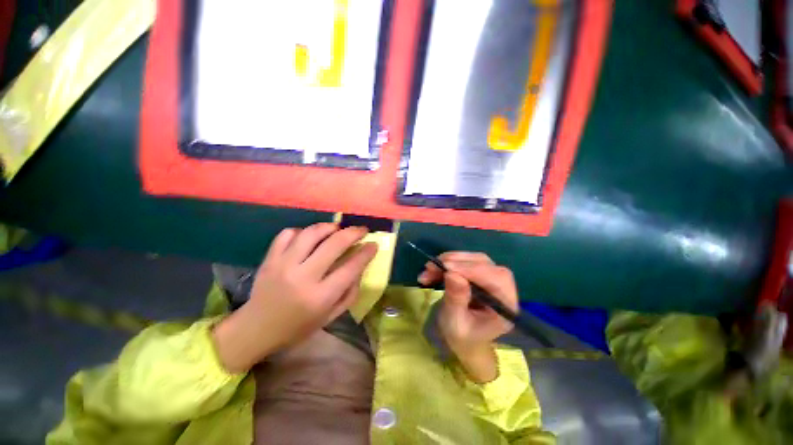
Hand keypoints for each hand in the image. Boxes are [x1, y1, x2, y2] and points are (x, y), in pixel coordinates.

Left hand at [213, 223, 377, 372]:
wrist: (256, 329)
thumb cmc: (298, 327)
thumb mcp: (330, 316)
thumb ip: (349, 292)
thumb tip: (360, 267)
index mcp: (320, 296)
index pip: (351, 267)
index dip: (366, 253)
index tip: (374, 244)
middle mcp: (303, 277)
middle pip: (334, 244)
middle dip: (353, 233)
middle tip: (362, 229)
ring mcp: (283, 265)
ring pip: (311, 233)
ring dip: (329, 227)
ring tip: (337, 229)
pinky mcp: (269, 258)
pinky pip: (288, 234)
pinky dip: (302, 231)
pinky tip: (309, 237)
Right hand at [418, 252, 517, 381]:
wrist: (464, 340)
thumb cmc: (462, 337)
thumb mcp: (455, 323)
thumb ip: (456, 299)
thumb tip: (452, 273)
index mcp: (505, 307)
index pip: (496, 279)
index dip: (472, 269)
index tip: (446, 267)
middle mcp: (503, 289)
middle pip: (485, 264)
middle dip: (457, 262)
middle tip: (431, 266)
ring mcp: (492, 279)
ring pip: (474, 259)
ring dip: (449, 260)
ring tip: (429, 268)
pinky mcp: (481, 274)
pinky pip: (466, 261)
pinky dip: (448, 261)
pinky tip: (434, 269)